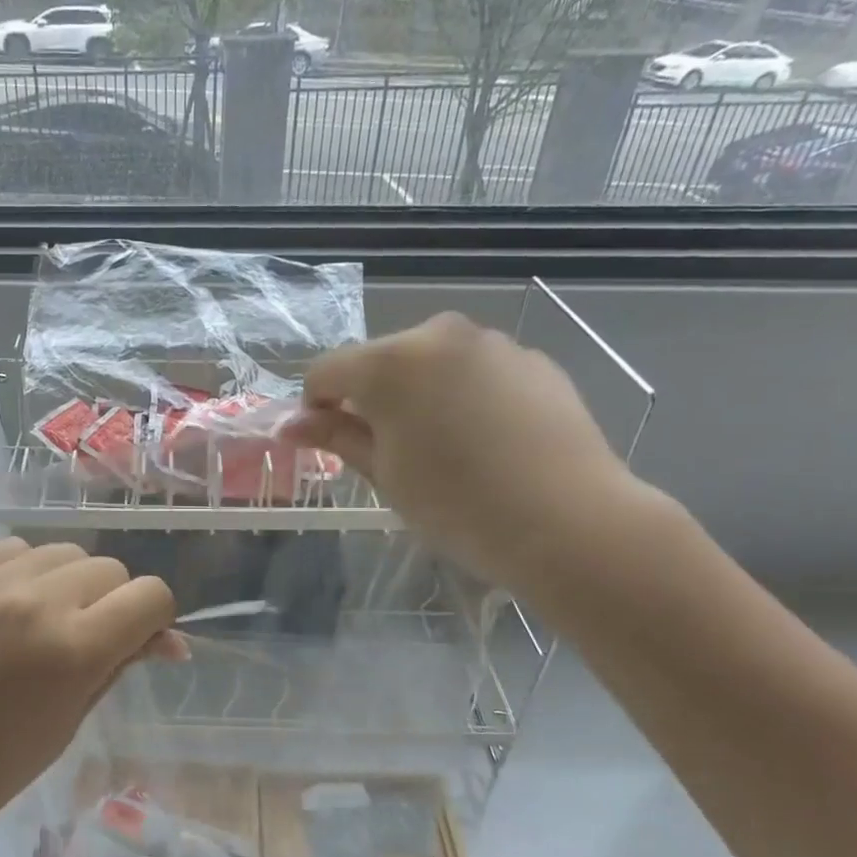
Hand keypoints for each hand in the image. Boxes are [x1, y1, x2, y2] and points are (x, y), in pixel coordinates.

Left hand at [0, 539, 183, 852]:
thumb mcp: (73, 718)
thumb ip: (121, 664)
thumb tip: (170, 640)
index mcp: (73, 648)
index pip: (150, 596)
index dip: (155, 619)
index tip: (139, 641)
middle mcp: (35, 601)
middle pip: (111, 568)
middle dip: (113, 602)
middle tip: (87, 640)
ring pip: (65, 552)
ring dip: (70, 582)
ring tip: (45, 620)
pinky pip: (15, 549)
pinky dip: (26, 572)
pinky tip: (9, 606)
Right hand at [285, 313, 640, 591]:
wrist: (566, 520)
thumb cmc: (456, 505)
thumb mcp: (385, 475)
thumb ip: (337, 437)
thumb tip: (290, 424)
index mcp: (390, 363)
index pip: (326, 371)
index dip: (316, 407)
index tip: (328, 443)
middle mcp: (439, 335)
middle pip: (381, 360)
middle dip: (372, 397)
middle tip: (389, 451)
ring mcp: (492, 344)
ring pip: (431, 363)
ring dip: (419, 394)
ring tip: (443, 448)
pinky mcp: (533, 360)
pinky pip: (476, 371)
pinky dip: (464, 396)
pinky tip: (486, 442)